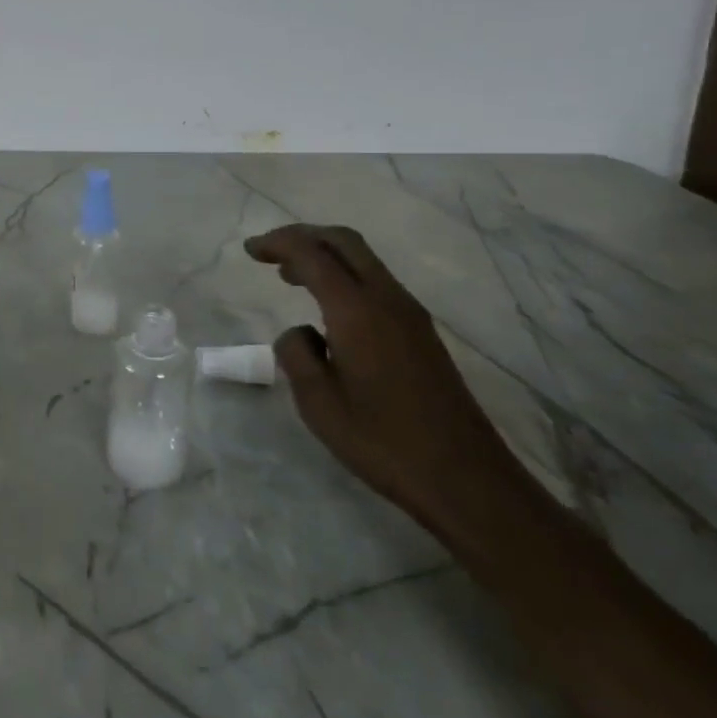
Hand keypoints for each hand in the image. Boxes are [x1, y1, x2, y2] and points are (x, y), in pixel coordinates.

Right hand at [244, 224, 533, 539]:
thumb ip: (297, 354)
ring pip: (363, 260)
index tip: (249, 250)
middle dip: (303, 236)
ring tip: (291, 277)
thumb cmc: (383, 442)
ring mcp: (410, 315)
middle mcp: (387, 300)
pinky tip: (328, 308)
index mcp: (358, 311)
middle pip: (344, 242)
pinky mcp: (421, 333)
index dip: (278, 244)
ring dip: (325, 256)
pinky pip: (376, 283)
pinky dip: (344, 276)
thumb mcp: (318, 403)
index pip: (312, 255)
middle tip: (269, 252)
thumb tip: (301, 333)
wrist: (467, 480)